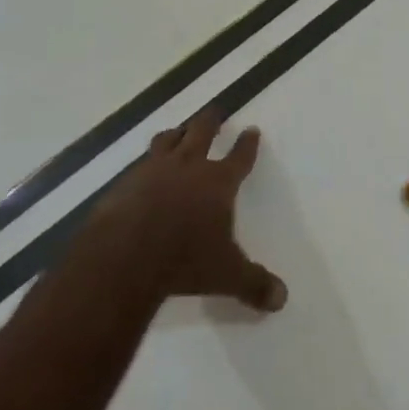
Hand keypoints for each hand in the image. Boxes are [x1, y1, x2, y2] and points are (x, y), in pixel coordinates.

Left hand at [93, 109, 288, 313]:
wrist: (126, 255)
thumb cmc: (184, 261)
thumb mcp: (227, 276)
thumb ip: (255, 284)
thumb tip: (282, 298)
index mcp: (218, 182)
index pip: (239, 157)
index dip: (247, 144)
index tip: (252, 130)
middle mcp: (188, 166)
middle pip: (202, 132)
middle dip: (210, 121)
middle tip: (214, 111)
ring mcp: (154, 170)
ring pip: (168, 139)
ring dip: (176, 133)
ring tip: (178, 131)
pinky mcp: (126, 182)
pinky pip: (140, 163)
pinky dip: (147, 161)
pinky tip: (144, 170)